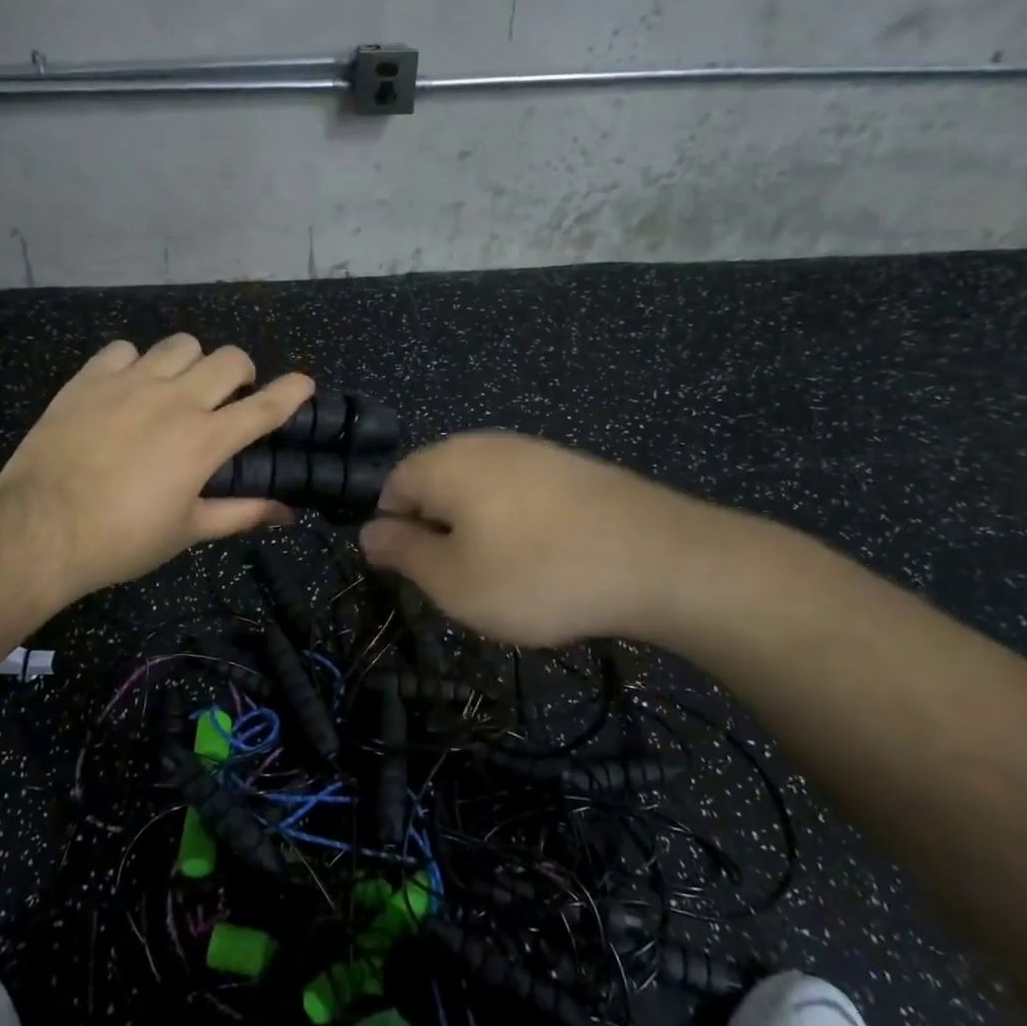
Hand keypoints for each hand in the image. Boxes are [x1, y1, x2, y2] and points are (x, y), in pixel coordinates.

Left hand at [0, 335, 313, 608]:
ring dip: (192, 363)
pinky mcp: (90, 378)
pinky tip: (127, 388)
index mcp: (205, 440)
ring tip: (178, 387)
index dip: (293, 391)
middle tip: (228, 397)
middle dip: (242, 373)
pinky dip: (136, 363)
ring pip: (181, 344)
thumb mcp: (189, 530)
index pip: (265, 405)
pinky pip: (125, 349)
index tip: (305, 384)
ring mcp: (130, 383)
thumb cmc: (122, 539)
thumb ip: (242, 513)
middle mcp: (176, 400)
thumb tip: (287, 513)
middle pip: (230, 358)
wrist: (39, 529)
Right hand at [359, 432, 751, 648]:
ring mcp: (533, 450)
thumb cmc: (537, 576)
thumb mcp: (454, 582)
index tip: (417, 576)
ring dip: (479, 530)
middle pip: (437, 484)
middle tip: (460, 582)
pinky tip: (546, 559)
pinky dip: (519, 524)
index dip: (394, 533)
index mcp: (445, 463)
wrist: (659, 560)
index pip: (392, 487)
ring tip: (505, 576)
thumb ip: (403, 553)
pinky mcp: (572, 466)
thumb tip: (367, 532)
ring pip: (481, 490)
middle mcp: (484, 444)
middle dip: (438, 532)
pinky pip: (522, 492)